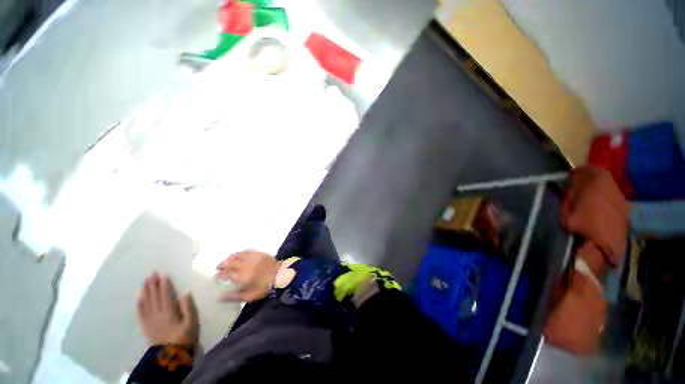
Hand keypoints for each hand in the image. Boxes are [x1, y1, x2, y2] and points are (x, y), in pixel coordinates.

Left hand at [136, 272, 198, 345]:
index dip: (164, 284)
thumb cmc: (184, 337)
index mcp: (168, 313)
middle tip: (151, 272)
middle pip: (154, 296)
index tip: (163, 274)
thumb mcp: (191, 323)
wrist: (170, 356)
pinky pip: (140, 313)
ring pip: (146, 302)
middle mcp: (156, 314)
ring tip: (145, 281)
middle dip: (153, 284)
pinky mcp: (145, 326)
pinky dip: (139, 304)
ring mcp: (149, 321)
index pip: (165, 295)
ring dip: (145, 291)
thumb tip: (186, 292)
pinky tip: (139, 297)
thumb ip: (188, 307)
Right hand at [216, 250, 281, 301]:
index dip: (220, 274)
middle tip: (218, 267)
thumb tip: (219, 297)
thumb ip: (233, 297)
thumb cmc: (264, 288)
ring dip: (230, 257)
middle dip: (222, 264)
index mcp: (242, 277)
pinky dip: (240, 253)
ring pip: (237, 255)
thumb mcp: (248, 296)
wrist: (280, 275)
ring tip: (226, 260)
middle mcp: (246, 266)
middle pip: (230, 263)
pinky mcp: (259, 253)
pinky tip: (238, 255)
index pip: (226, 274)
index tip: (216, 276)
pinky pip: (247, 251)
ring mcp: (252, 258)